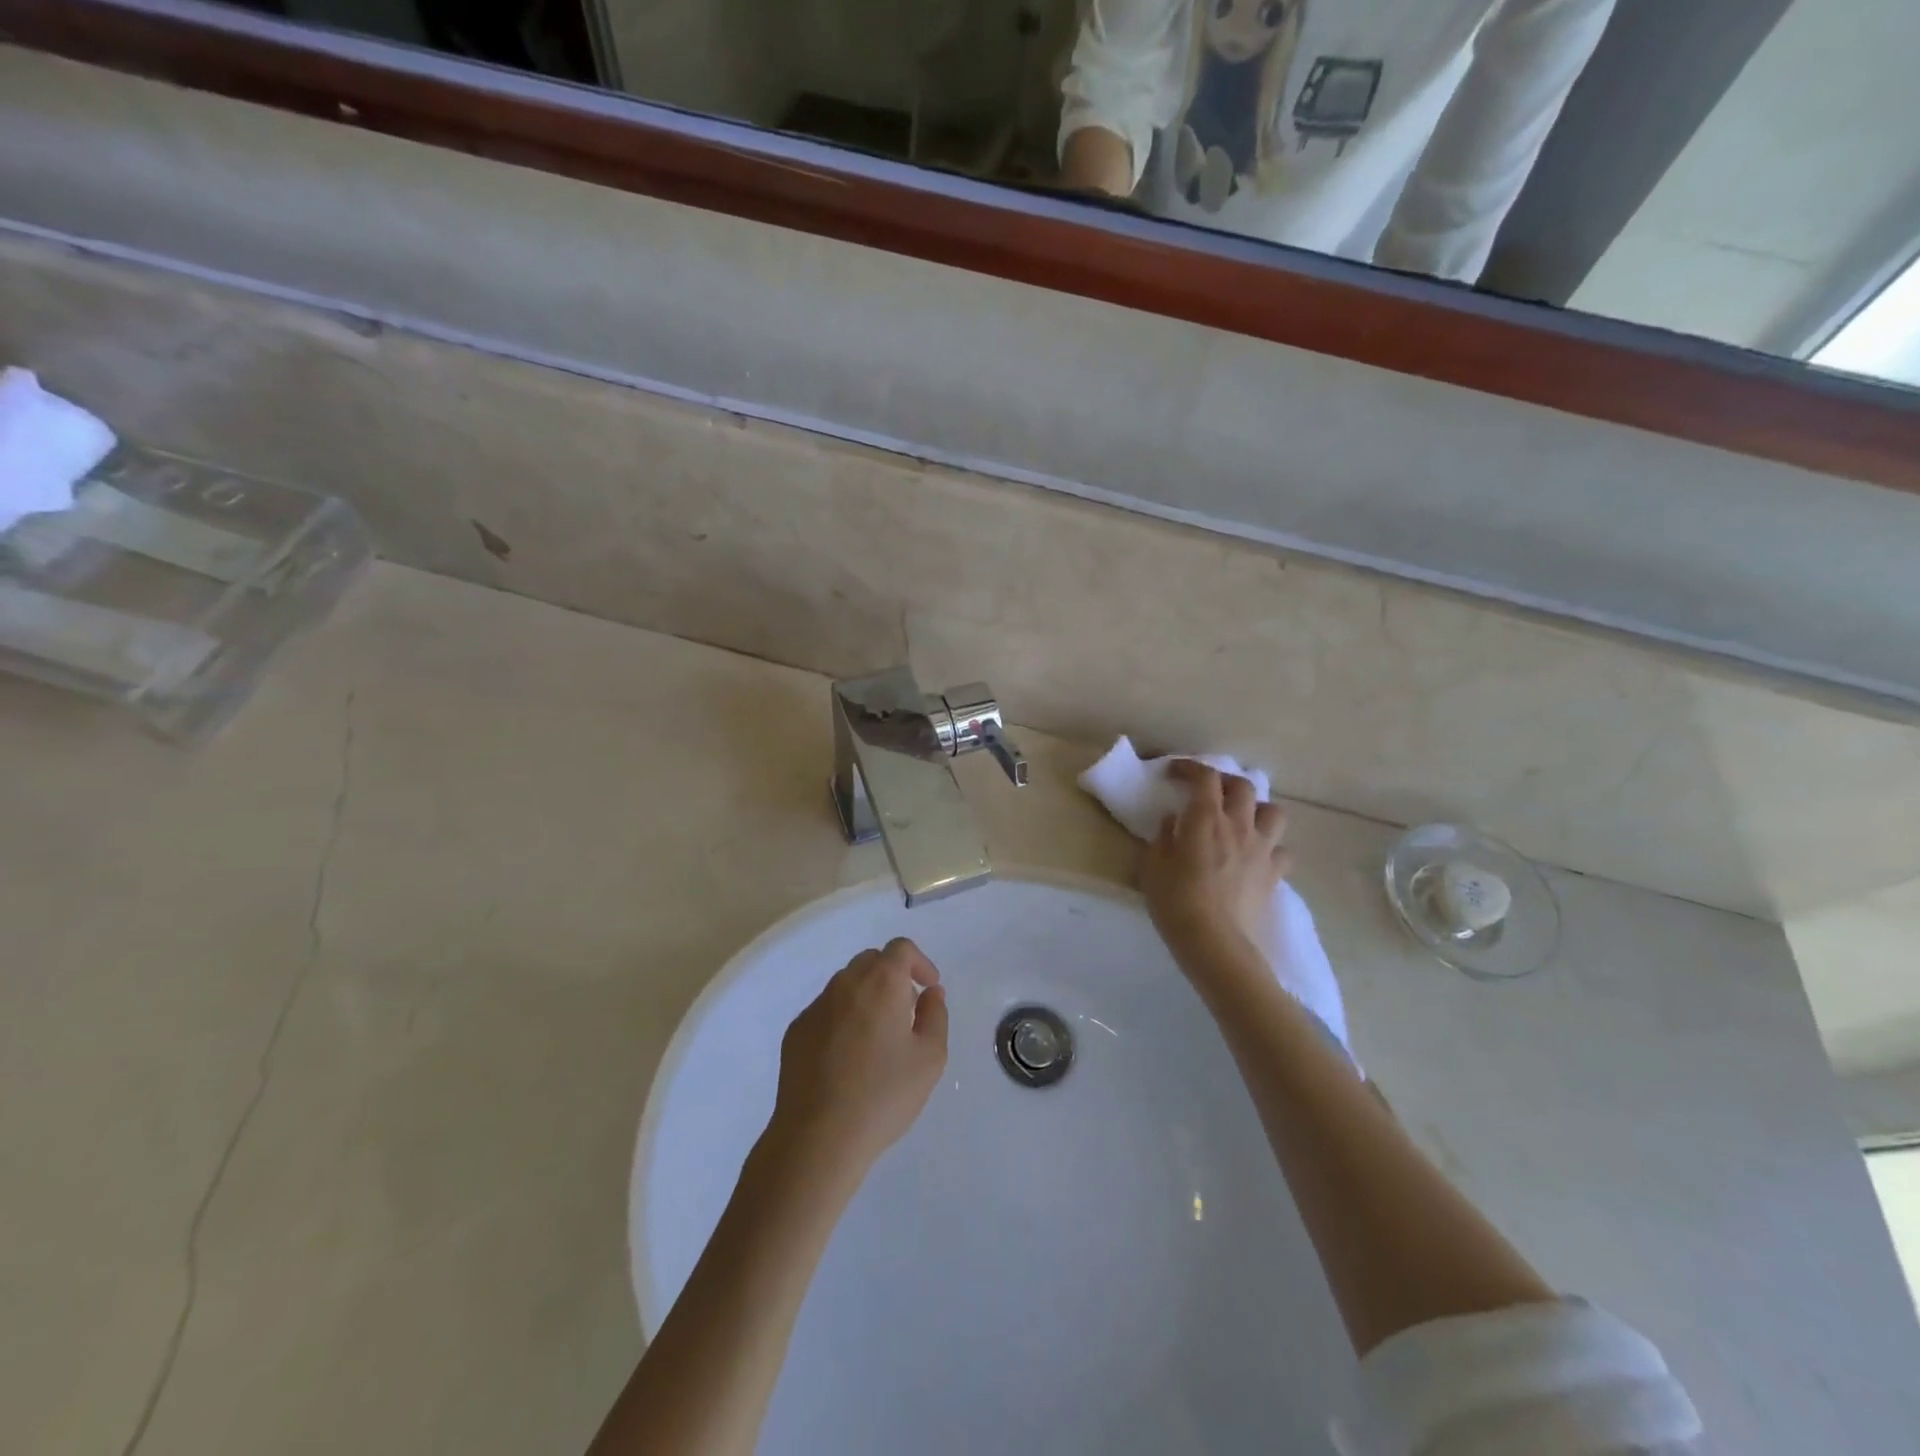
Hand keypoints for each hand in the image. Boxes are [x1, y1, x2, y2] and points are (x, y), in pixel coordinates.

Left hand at [764, 938, 948, 1184]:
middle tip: (906, 1012)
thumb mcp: (930, 1058)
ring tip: (878, 1038)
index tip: (929, 989)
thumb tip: (930, 993)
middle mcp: (845, 984)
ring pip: (846, 985)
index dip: (920, 962)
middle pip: (872, 961)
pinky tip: (848, 1058)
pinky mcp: (796, 1031)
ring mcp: (815, 1007)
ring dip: (867, 997)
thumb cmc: (883, 1095)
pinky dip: (843, 1019)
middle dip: (893, 977)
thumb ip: (936, 1015)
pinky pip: (826, 1011)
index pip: (900, 949)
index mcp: (881, 982)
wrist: (817, 1137)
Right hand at [1140, 760, 1290, 960]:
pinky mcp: (1274, 874)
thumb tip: (1174, 821)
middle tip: (1208, 791)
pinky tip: (1256, 856)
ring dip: (1257, 809)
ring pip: (1273, 812)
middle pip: (1242, 786)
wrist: (1214, 942)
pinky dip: (1270, 847)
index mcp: (1205, 818)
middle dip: (1224, 782)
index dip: (1190, 767)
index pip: (1204, 777)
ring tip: (1242, 819)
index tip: (1175, 771)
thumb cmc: (1175, 901)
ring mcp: (1261, 849)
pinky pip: (1281, 850)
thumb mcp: (1152, 865)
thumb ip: (1163, 836)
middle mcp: (1238, 825)